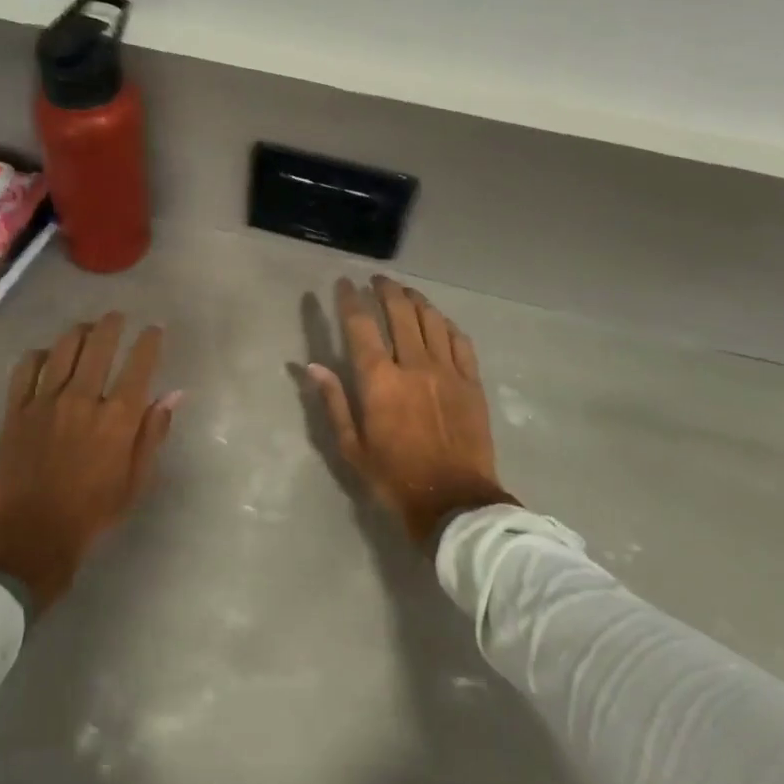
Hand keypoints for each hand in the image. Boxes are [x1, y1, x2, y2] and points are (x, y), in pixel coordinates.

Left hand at [0, 313, 180, 614]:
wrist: (29, 536)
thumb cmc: (91, 513)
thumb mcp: (135, 480)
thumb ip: (154, 433)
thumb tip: (174, 395)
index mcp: (117, 418)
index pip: (139, 364)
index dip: (149, 341)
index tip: (154, 329)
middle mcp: (83, 399)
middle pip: (99, 344)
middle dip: (112, 323)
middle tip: (116, 317)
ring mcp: (45, 402)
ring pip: (63, 348)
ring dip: (78, 332)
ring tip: (85, 329)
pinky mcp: (16, 410)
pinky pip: (26, 367)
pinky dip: (40, 354)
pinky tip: (47, 355)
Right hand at [309, 276, 517, 547]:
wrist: (454, 502)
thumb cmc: (394, 478)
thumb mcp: (352, 447)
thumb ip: (333, 402)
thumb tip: (312, 366)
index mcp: (380, 381)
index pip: (361, 326)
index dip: (350, 299)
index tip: (344, 284)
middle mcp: (414, 365)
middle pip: (400, 312)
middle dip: (385, 290)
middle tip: (377, 280)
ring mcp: (448, 371)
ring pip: (431, 320)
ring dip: (416, 300)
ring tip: (405, 292)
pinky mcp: (472, 382)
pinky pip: (460, 341)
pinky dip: (446, 324)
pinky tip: (438, 320)